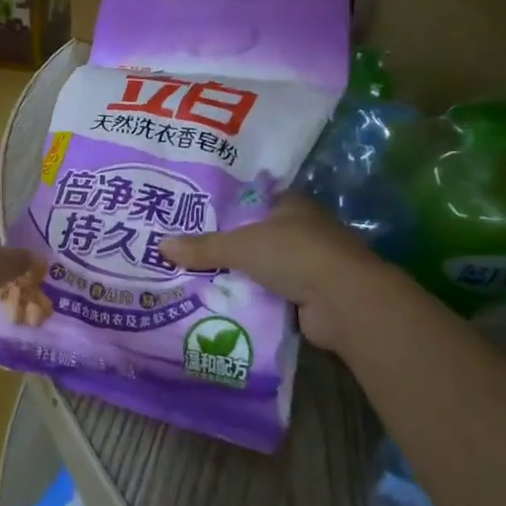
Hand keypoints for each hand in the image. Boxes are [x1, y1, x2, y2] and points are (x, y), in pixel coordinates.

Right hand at [160, 193, 385, 352]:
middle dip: (231, 245)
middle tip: (191, 253)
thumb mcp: (240, 246)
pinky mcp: (313, 294)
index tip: (198, 218)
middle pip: (259, 235)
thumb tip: (161, 245)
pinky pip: (275, 293)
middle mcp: (304, 229)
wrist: (345, 301)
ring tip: (202, 280)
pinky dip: (257, 298)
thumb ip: (203, 247)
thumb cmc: (294, 255)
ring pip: (267, 266)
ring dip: (244, 275)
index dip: (228, 208)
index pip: (255, 200)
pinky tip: (228, 304)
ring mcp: (312, 263)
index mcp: (291, 205)